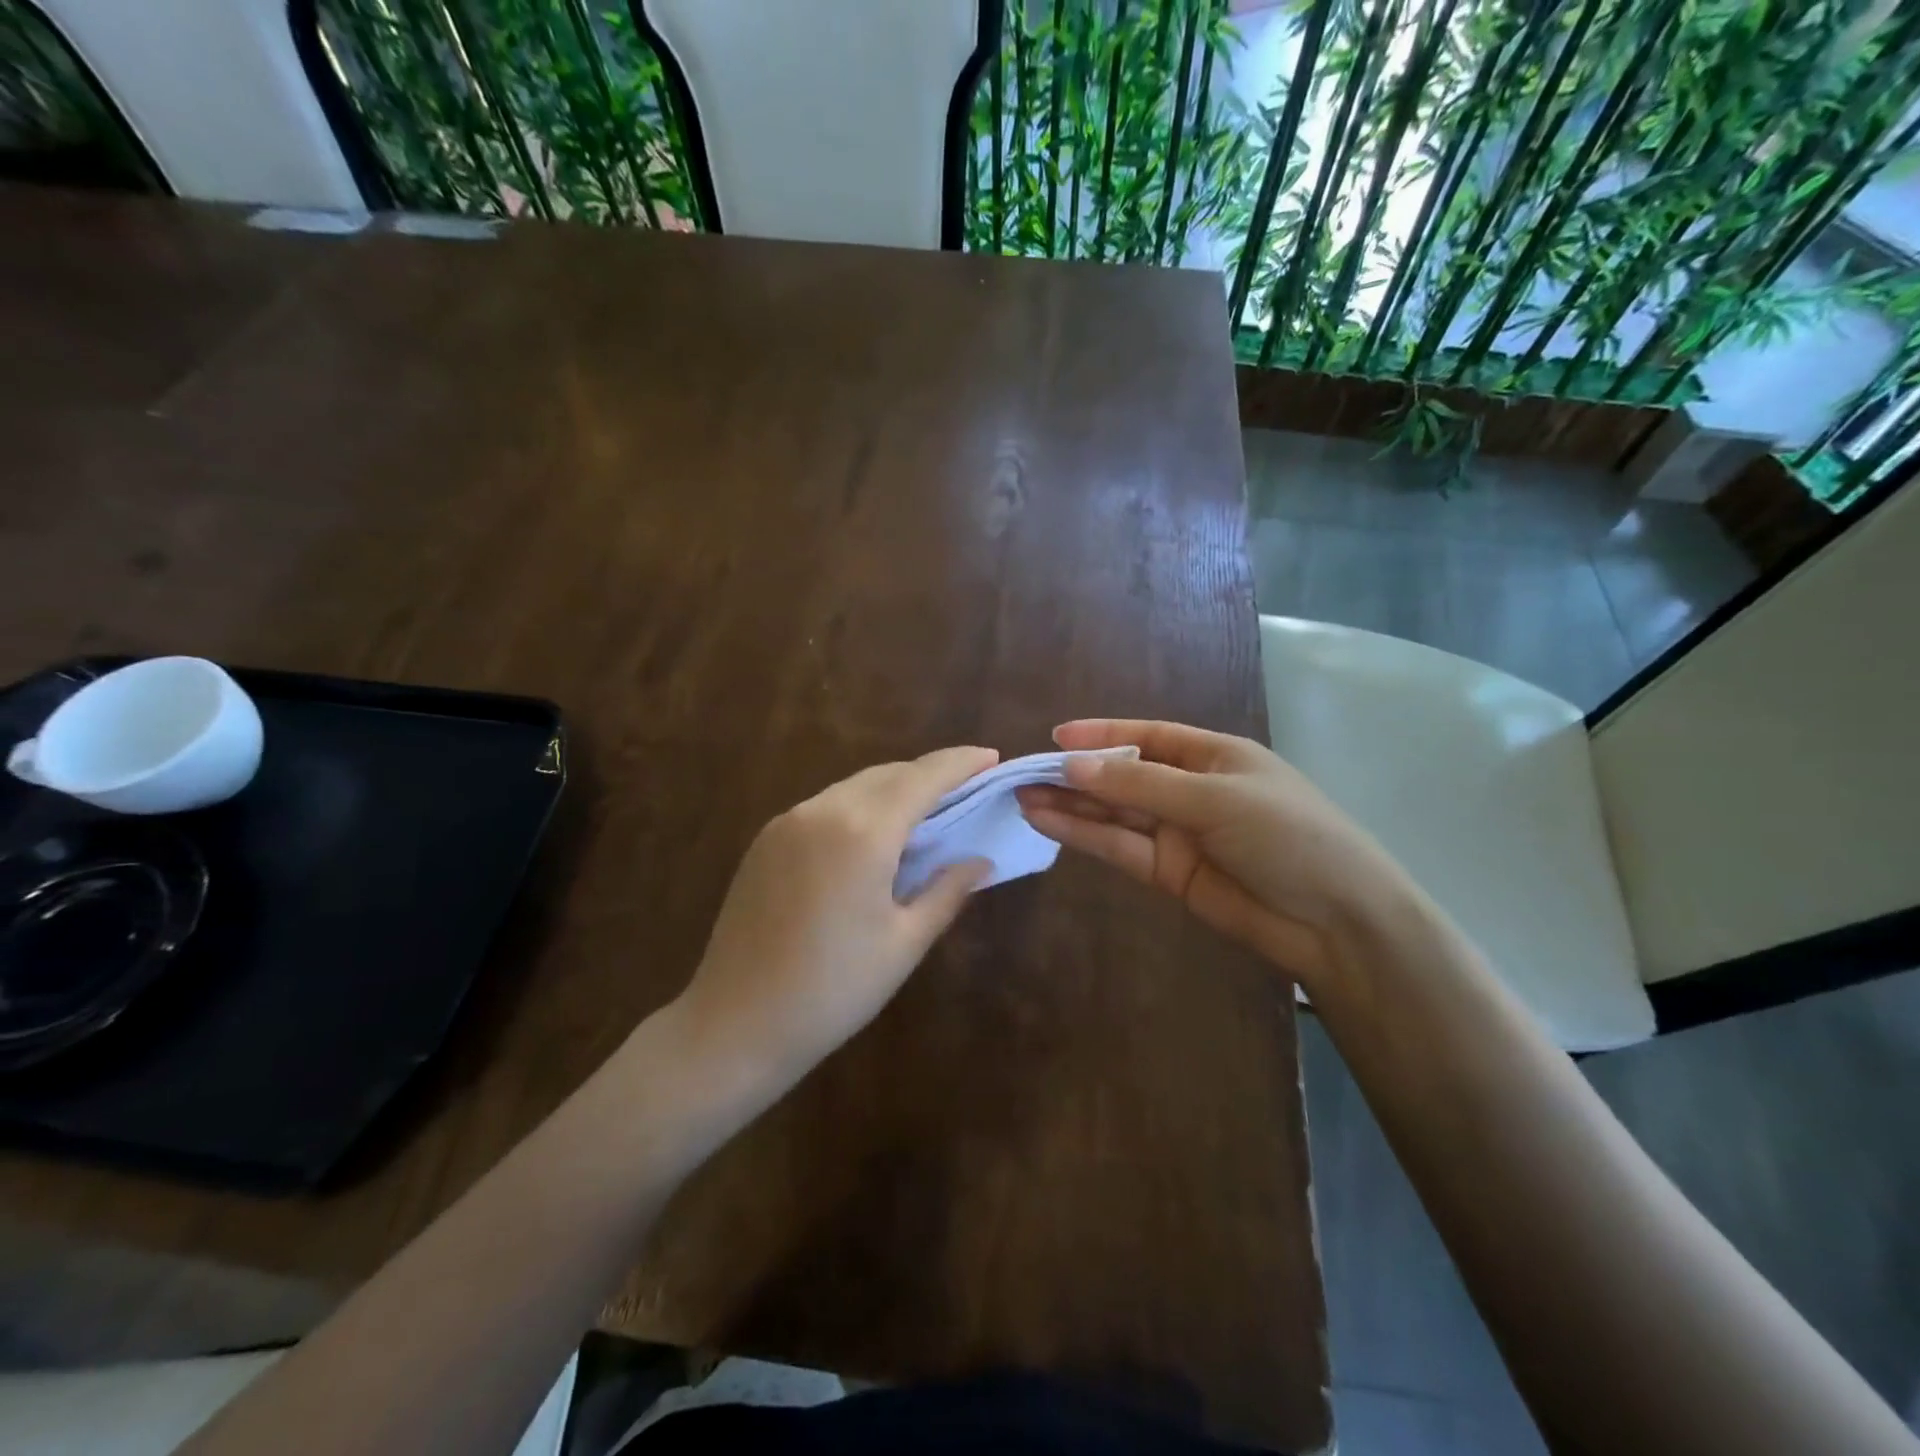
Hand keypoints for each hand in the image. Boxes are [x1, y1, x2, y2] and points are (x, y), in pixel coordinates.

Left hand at [675, 747, 996, 1084]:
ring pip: (854, 787)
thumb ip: (947, 892)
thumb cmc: (834, 991)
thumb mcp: (904, 943)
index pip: (923, 778)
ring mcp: (788, 822)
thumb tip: (979, 861)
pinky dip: (859, 806)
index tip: (991, 757)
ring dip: (894, 789)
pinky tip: (874, 835)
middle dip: (930, 774)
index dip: (960, 763)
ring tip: (926, 812)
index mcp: (863, 833)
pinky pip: (825, 805)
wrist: (736, 1023)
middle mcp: (823, 811)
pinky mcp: (766, 839)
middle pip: (888, 774)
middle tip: (966, 788)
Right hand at [1017, 719, 1419, 985]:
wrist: (1334, 921)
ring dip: (1070, 804)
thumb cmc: (1287, 835)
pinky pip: (1118, 845)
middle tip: (1022, 772)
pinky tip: (1046, 822)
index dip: (1102, 734)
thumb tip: (1072, 765)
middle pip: (1123, 775)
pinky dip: (1083, 834)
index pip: (1148, 735)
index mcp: (1213, 756)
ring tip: (1021, 796)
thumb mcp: (1215, 798)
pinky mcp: (1167, 873)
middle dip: (1076, 773)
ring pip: (1113, 812)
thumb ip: (1141, 783)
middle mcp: (1191, 789)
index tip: (1056, 736)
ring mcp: (1178, 833)